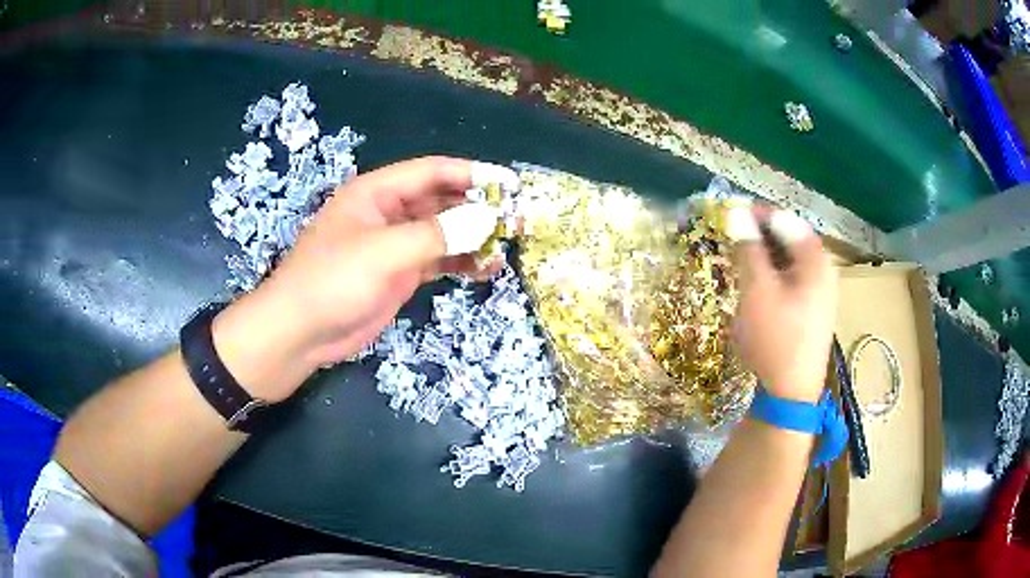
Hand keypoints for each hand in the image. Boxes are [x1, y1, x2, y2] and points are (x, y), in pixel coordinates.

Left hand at [212, 156, 513, 401]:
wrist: (300, 334)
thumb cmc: (332, 282)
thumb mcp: (383, 253)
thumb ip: (436, 235)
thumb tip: (487, 217)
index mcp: (377, 192)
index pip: (433, 172)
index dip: (473, 174)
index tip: (511, 185)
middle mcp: (388, 212)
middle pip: (441, 200)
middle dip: (478, 207)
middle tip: (517, 220)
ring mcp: (394, 245)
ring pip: (443, 231)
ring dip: (473, 236)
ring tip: (509, 244)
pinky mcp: (398, 273)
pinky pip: (437, 259)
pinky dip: (461, 261)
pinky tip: (486, 268)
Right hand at [729, 207, 837, 402]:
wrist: (790, 395)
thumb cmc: (775, 339)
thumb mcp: (757, 291)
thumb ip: (748, 248)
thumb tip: (736, 212)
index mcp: (816, 259)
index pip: (784, 219)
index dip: (755, 214)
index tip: (727, 214)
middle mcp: (824, 270)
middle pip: (790, 238)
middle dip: (759, 235)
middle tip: (730, 238)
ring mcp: (821, 292)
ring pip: (790, 261)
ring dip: (764, 256)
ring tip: (738, 261)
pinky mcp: (813, 311)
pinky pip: (792, 280)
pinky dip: (773, 275)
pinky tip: (757, 286)